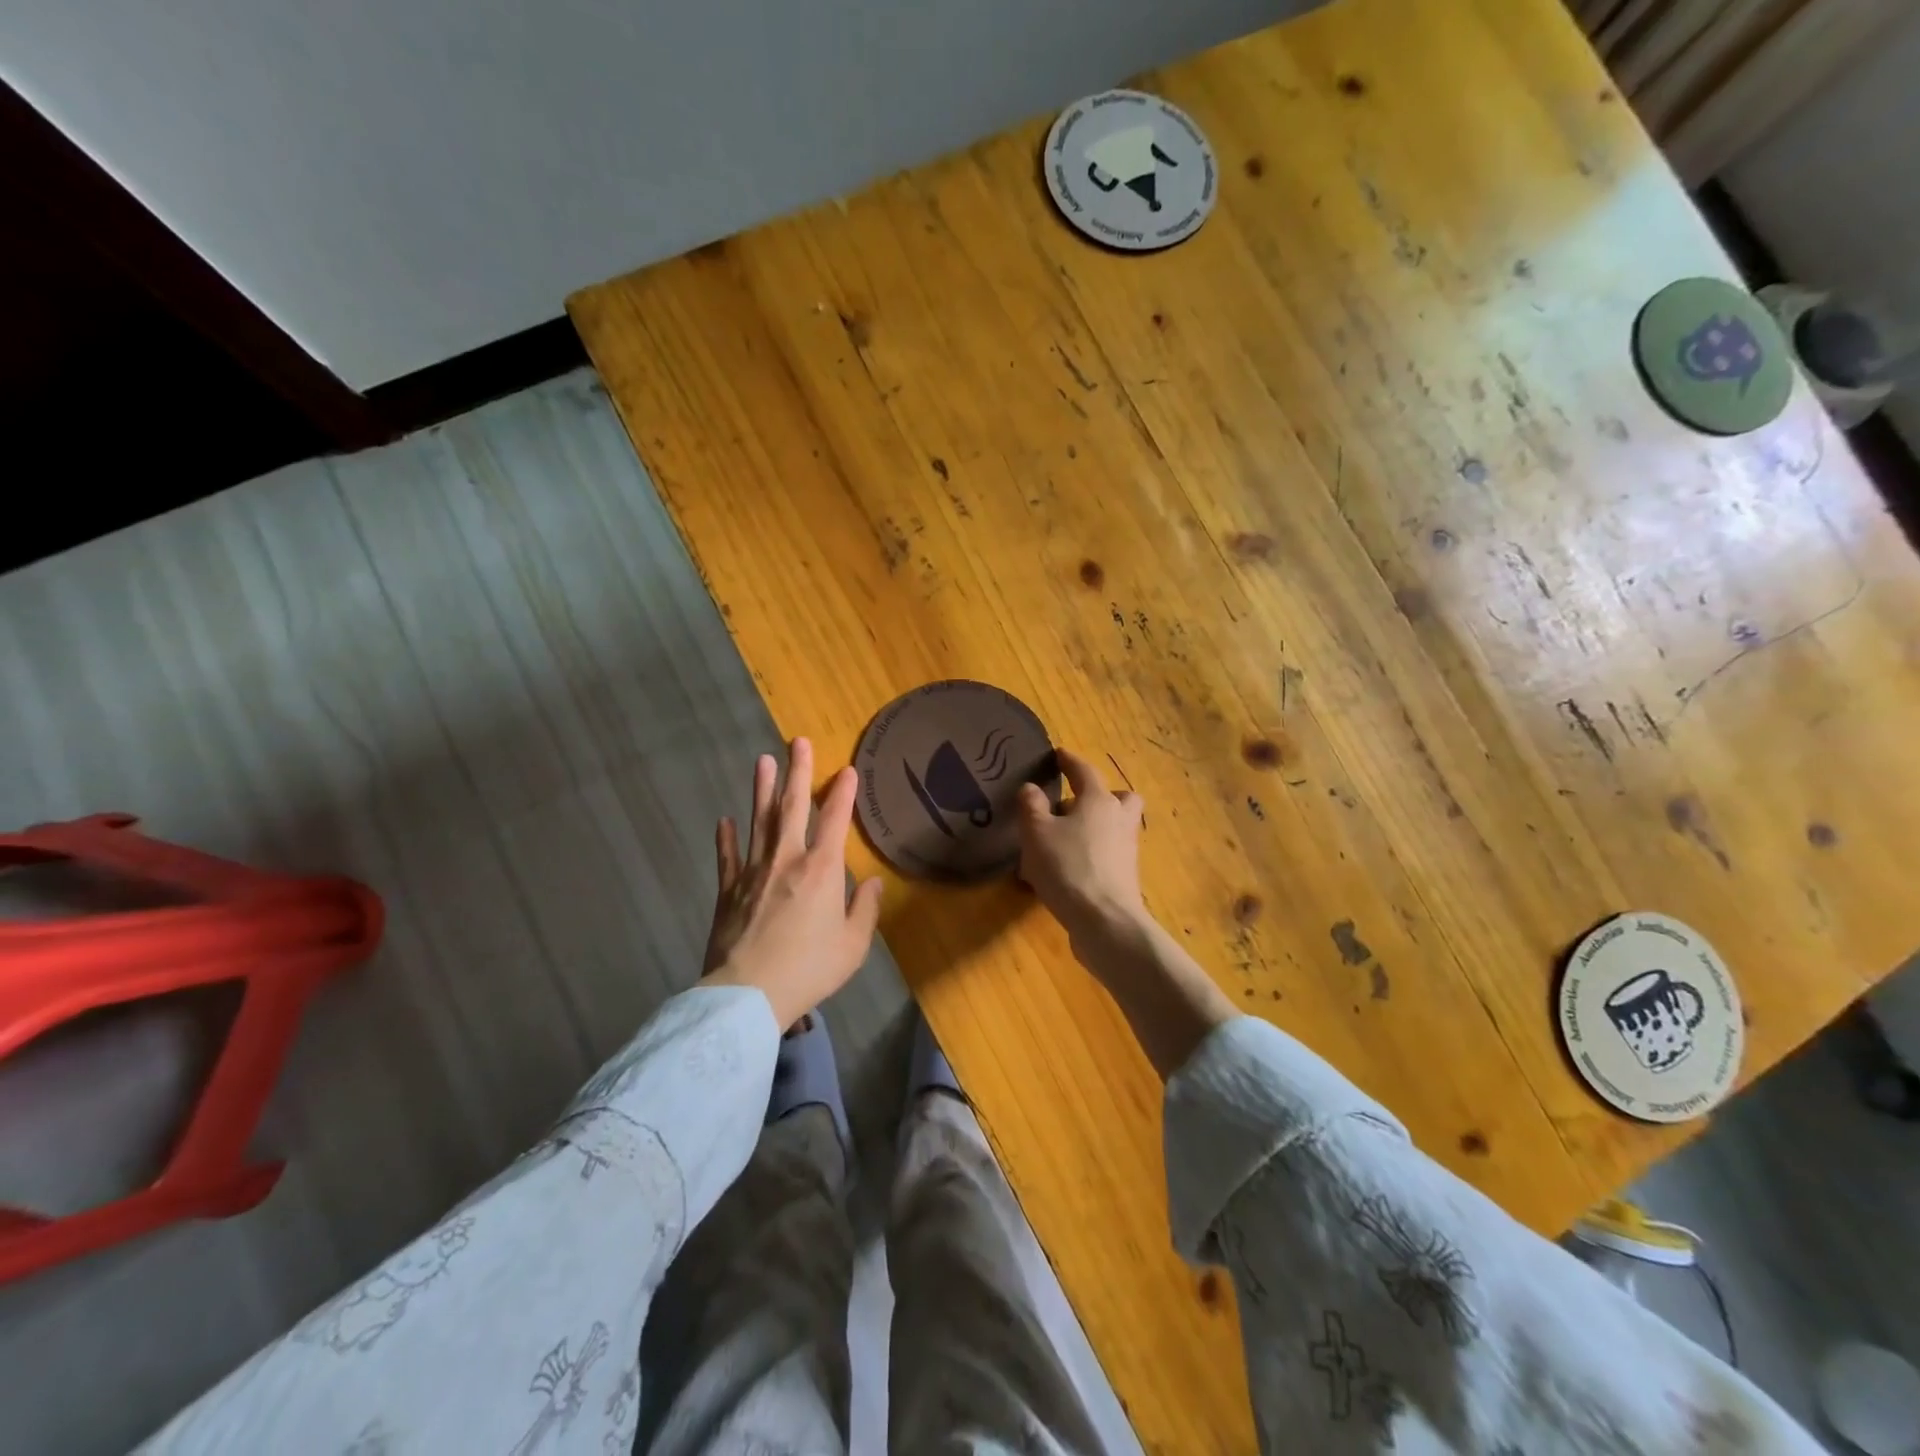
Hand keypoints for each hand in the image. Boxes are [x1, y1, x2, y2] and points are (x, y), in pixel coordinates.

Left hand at [701, 738, 883, 1029]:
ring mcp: (753, 872)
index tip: (847, 769)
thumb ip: (865, 909)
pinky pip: (727, 857)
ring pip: (758, 821)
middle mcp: (787, 859)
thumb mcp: (853, 945)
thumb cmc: (809, 969)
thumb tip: (873, 882)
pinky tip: (724, 820)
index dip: (842, 792)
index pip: (835, 819)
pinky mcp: (728, 890)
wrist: (749, 995)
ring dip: (762, 790)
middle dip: (797, 772)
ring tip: (763, 760)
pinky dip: (726, 838)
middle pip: (792, 807)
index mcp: (822, 869)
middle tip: (798, 741)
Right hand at [1016, 749, 1146, 946]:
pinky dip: (1092, 854)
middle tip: (1073, 805)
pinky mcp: (1125, 877)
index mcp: (1099, 800)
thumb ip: (1031, 805)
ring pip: (1114, 827)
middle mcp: (1119, 819)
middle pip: (1118, 797)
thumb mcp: (1036, 832)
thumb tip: (1031, 787)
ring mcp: (1126, 850)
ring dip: (1094, 827)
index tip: (1059, 754)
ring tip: (1063, 840)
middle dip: (1099, 796)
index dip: (1069, 761)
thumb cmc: (1068, 867)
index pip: (1084, 771)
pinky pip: (1108, 854)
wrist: (1104, 921)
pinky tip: (1068, 869)